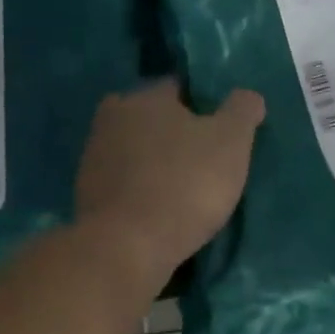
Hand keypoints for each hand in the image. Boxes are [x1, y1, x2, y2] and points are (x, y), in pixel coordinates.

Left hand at [75, 79, 264, 284]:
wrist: (127, 246)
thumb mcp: (231, 142)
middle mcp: (112, 117)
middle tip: (204, 159)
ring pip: (136, 151)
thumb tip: (248, 96)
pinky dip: (141, 190)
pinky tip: (161, 208)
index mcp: (145, 96)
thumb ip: (241, 111)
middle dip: (175, 134)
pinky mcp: (87, 194)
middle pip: (153, 119)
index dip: (203, 106)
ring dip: (156, 163)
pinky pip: (124, 183)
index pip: (179, 88)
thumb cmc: (185, 184)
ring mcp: (94, 157)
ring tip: (184, 188)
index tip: (221, 130)